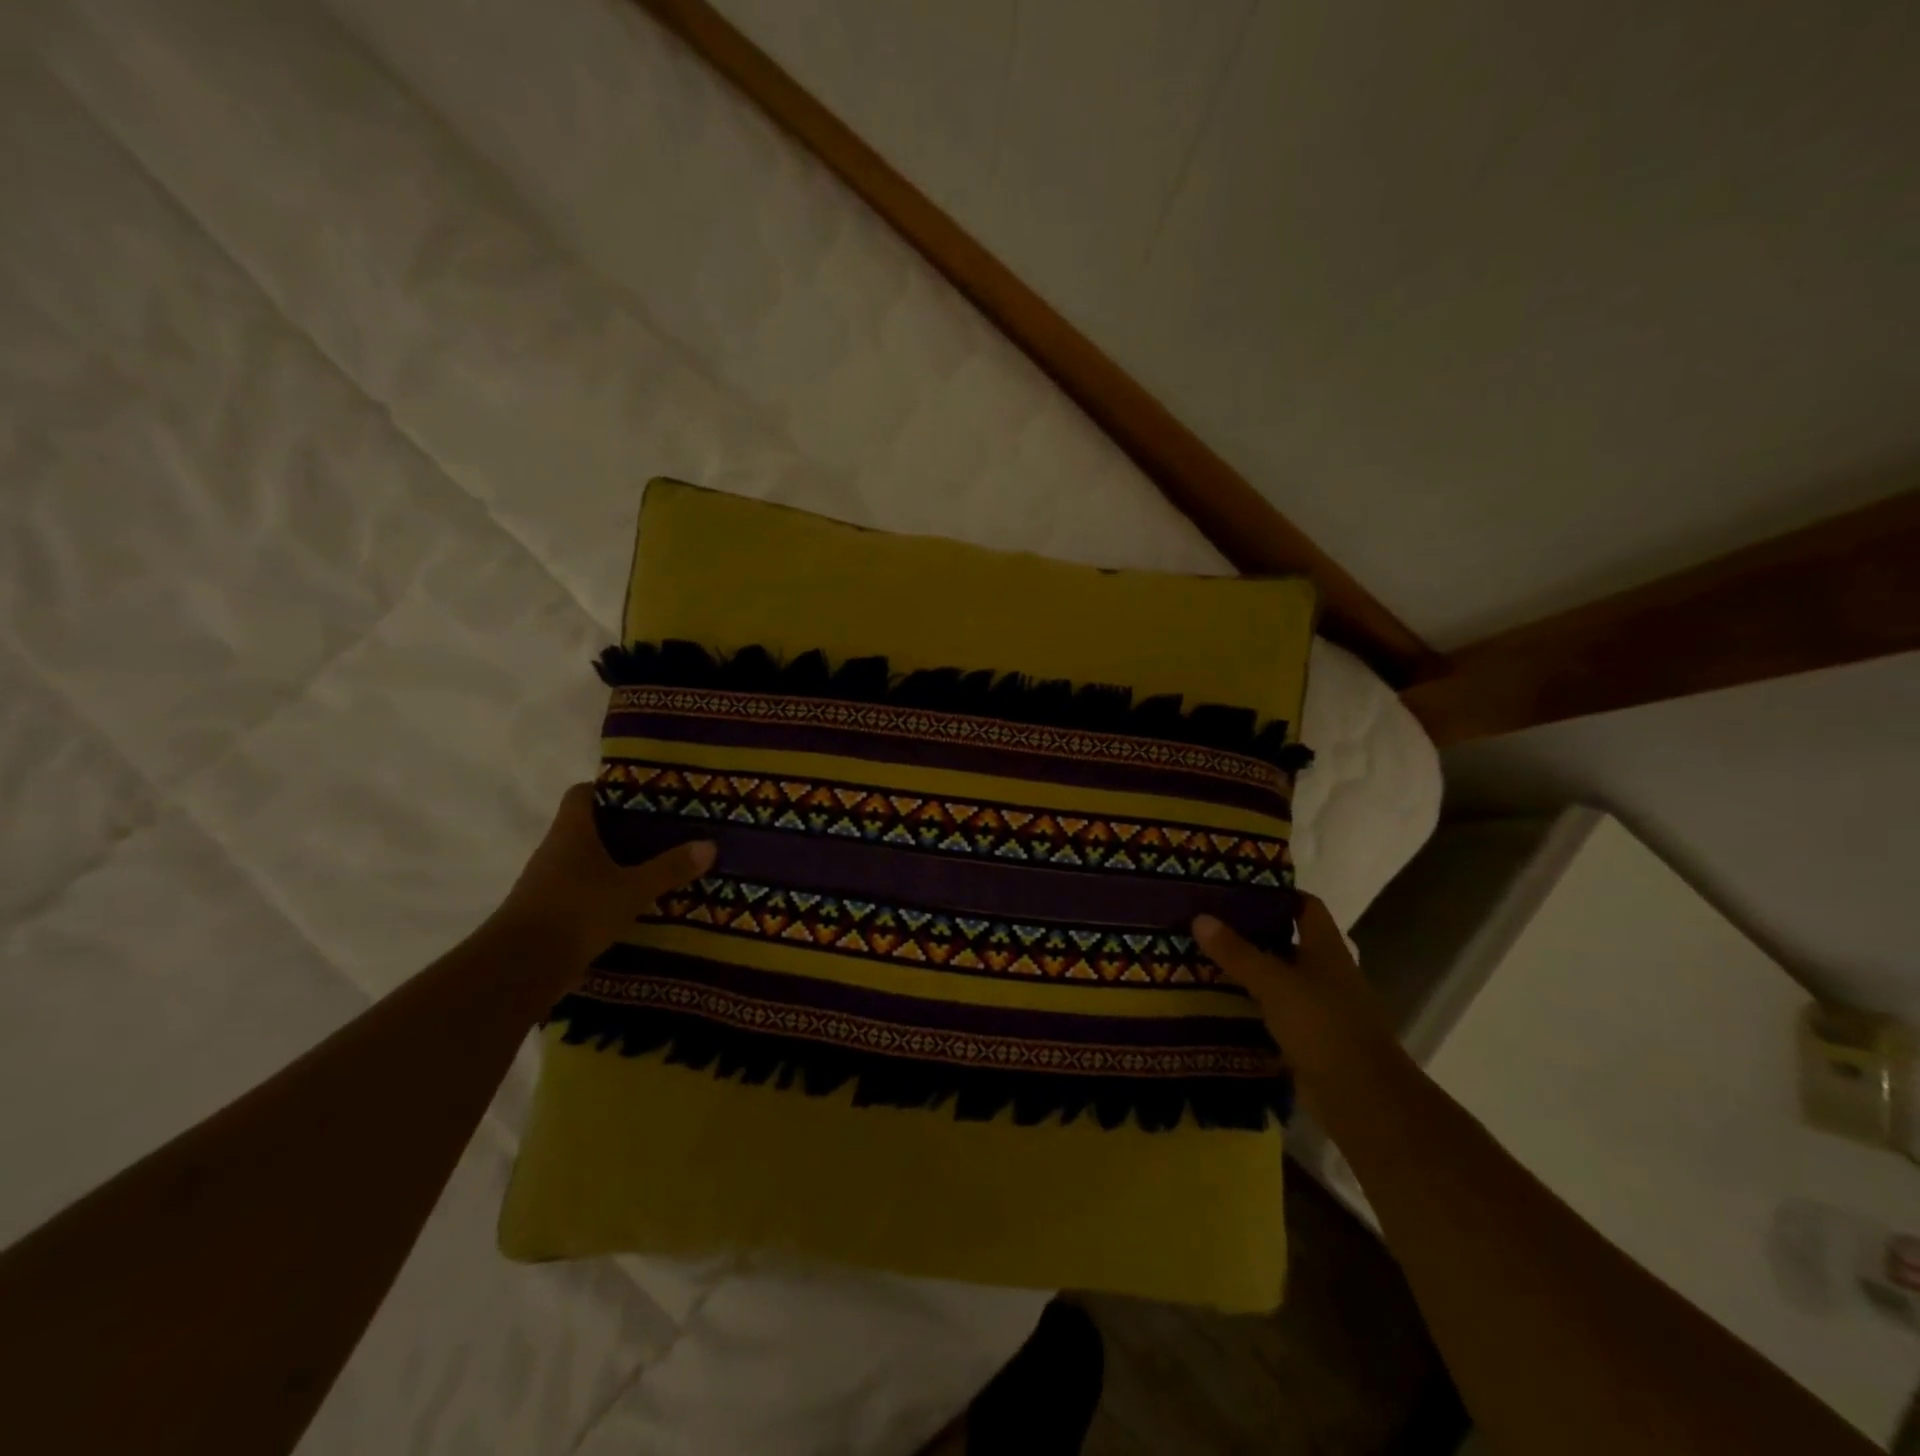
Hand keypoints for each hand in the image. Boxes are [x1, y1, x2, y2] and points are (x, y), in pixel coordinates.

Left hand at [491, 784, 715, 968]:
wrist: (520, 968)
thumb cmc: (577, 912)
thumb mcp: (632, 890)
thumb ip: (669, 868)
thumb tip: (710, 845)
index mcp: (572, 832)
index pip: (583, 793)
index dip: (609, 789)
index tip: (643, 795)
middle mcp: (554, 850)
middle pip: (587, 826)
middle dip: (622, 828)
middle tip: (662, 831)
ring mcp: (546, 882)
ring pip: (584, 860)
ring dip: (613, 862)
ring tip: (653, 866)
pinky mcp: (547, 911)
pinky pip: (580, 890)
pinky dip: (603, 891)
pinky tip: (631, 901)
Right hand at [1192, 895, 1403, 1114]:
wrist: (1362, 1099)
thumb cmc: (1323, 1026)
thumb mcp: (1274, 983)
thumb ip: (1237, 952)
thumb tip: (1200, 917)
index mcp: (1327, 950)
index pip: (1306, 907)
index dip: (1277, 893)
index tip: (1237, 886)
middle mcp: (1327, 974)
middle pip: (1288, 941)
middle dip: (1251, 932)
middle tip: (1208, 921)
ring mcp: (1320, 1009)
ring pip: (1279, 979)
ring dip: (1248, 971)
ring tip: (1203, 958)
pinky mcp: (1309, 1040)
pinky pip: (1274, 1013)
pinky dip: (1251, 1006)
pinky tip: (1219, 1003)